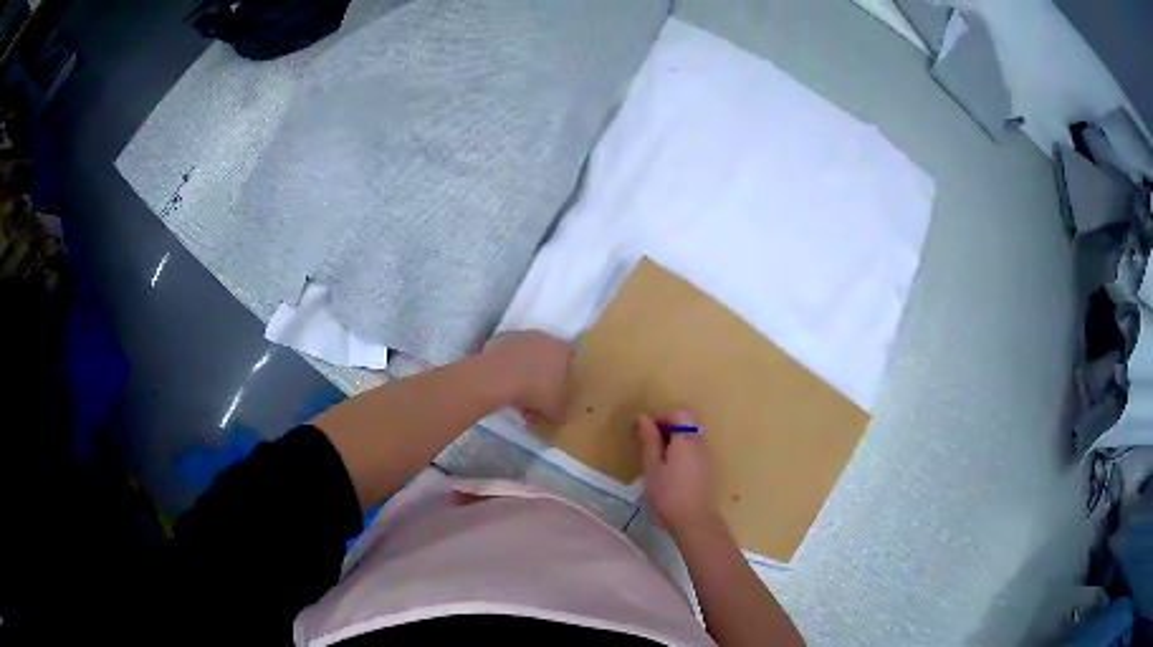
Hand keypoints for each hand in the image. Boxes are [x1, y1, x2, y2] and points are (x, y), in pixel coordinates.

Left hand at [483, 331, 572, 422]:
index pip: (571, 359)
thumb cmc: (535, 390)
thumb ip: (562, 411)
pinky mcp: (501, 339)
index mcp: (562, 350)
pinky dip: (508, 368)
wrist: (498, 377)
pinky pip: (509, 356)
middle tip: (538, 396)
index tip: (560, 390)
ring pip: (527, 355)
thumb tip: (560, 415)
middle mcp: (544, 338)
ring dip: (525, 372)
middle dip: (544, 375)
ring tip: (518, 397)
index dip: (567, 375)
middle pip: (548, 356)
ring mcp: (521, 336)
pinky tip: (504, 385)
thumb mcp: (556, 410)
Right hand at [637, 411, 719, 535]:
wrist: (694, 521)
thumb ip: (649, 441)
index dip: (661, 416)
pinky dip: (683, 450)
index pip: (679, 413)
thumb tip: (644, 418)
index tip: (644, 430)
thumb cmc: (667, 495)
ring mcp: (708, 456)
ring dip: (676, 439)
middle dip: (668, 426)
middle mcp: (701, 443)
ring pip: (692, 436)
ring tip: (658, 457)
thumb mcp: (652, 468)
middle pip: (688, 422)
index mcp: (686, 440)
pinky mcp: (709, 468)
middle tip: (649, 443)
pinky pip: (696, 449)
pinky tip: (672, 469)